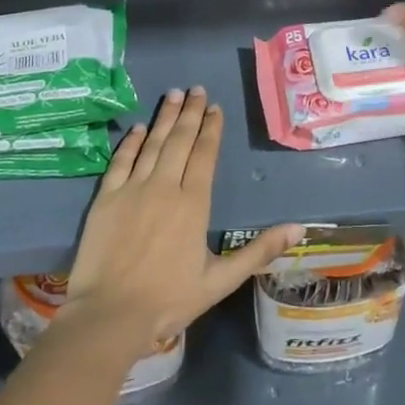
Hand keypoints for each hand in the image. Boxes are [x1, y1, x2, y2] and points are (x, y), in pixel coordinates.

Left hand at [64, 87, 300, 351]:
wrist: (110, 316)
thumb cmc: (169, 300)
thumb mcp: (221, 280)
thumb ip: (259, 251)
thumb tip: (299, 229)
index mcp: (194, 204)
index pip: (205, 155)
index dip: (211, 129)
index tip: (215, 107)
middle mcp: (164, 187)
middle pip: (180, 141)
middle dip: (191, 113)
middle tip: (197, 89)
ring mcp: (132, 190)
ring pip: (152, 144)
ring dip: (164, 118)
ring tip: (174, 94)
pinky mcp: (105, 199)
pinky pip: (120, 162)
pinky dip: (130, 143)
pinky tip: (138, 128)